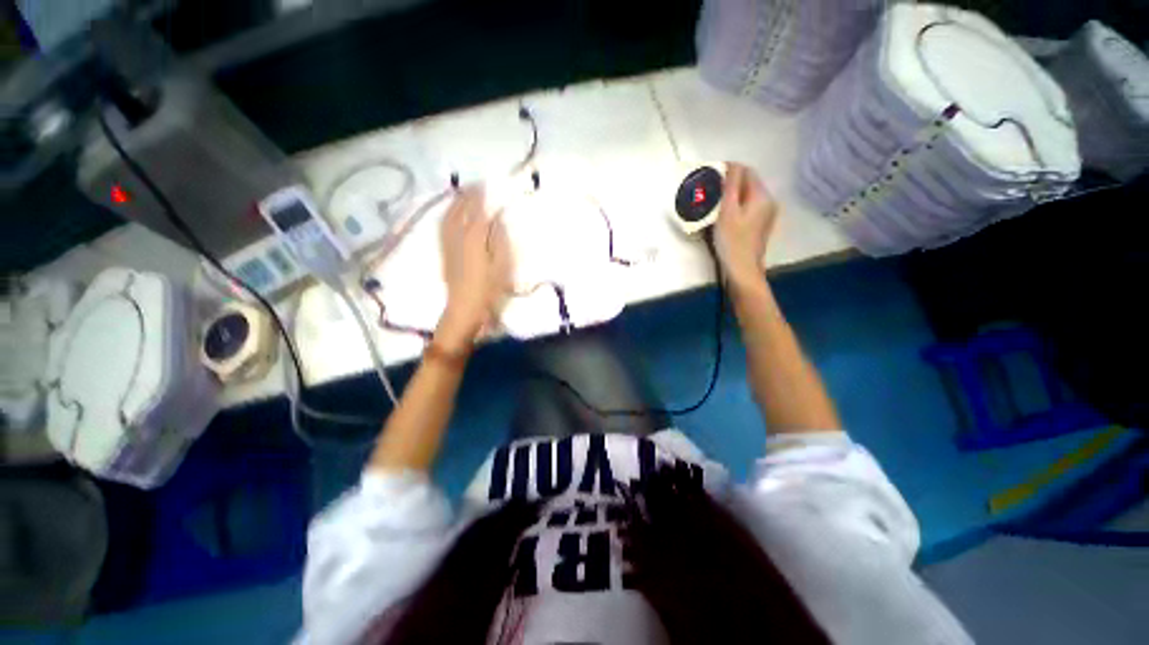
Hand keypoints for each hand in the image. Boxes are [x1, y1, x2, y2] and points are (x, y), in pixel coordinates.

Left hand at [439, 187, 512, 346]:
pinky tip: (450, 214)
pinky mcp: (444, 253)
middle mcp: (458, 237)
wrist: (464, 308)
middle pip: (460, 210)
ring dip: (455, 203)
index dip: (481, 197)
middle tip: (474, 184)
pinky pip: (443, 227)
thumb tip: (497, 220)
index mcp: (474, 239)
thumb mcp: (502, 265)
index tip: (486, 184)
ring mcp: (448, 245)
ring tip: (461, 194)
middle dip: (467, 196)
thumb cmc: (488, 289)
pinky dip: (447, 215)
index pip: (477, 211)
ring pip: (449, 217)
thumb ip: (500, 240)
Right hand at [714, 163, 777, 290]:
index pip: (746, 171)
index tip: (709, 174)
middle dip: (728, 182)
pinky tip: (721, 214)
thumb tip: (730, 165)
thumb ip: (730, 186)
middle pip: (747, 183)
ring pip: (745, 196)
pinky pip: (745, 207)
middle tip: (707, 189)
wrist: (742, 270)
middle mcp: (768, 202)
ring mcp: (765, 215)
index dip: (728, 169)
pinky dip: (733, 206)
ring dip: (729, 194)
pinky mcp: (758, 226)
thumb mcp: (727, 211)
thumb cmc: (732, 241)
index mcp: (762, 196)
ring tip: (711, 201)